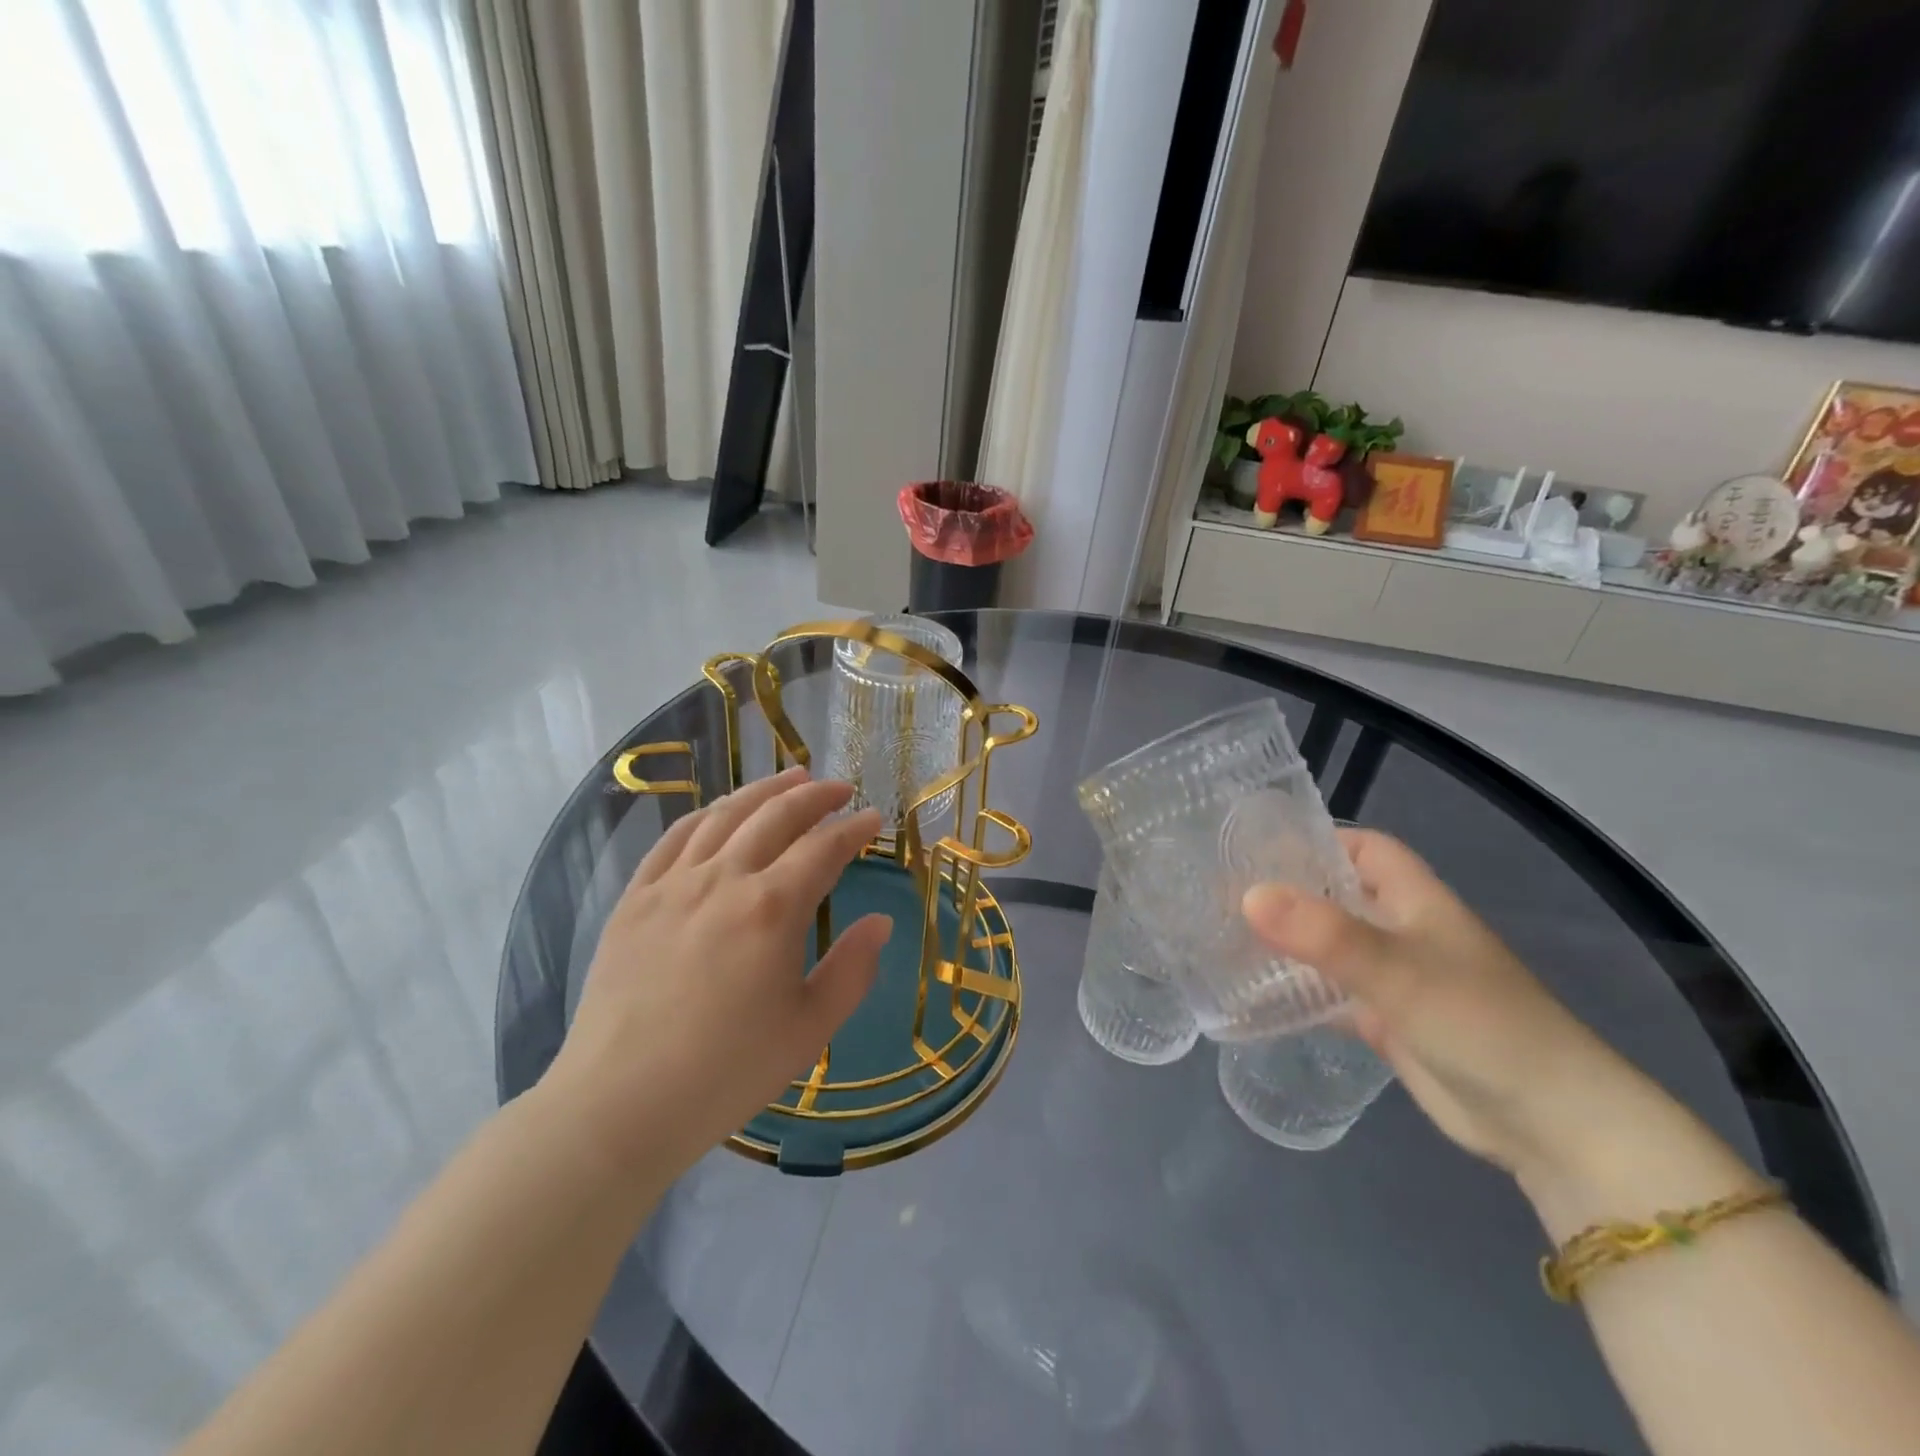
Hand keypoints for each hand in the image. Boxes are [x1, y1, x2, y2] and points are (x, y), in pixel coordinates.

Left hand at [541, 768, 888, 1183]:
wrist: (620, 1104)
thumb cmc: (727, 1072)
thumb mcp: (810, 1029)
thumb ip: (852, 968)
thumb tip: (881, 921)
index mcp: (772, 908)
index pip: (824, 848)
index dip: (854, 829)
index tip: (874, 818)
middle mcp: (724, 879)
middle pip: (776, 816)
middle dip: (814, 795)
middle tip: (839, 788)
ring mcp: (673, 883)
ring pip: (725, 814)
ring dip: (763, 791)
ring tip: (789, 778)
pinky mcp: (635, 898)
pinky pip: (674, 837)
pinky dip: (706, 813)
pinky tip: (720, 811)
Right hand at [1242, 828, 1638, 1181]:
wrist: (1549, 1125)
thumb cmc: (1480, 1024)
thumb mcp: (1397, 970)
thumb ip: (1324, 933)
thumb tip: (1246, 895)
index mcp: (1415, 900)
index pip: (1364, 848)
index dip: (1318, 838)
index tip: (1259, 844)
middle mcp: (1402, 931)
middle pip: (1339, 895)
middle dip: (1288, 890)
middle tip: (1222, 889)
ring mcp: (1394, 979)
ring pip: (1329, 946)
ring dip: (1287, 942)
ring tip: (1223, 935)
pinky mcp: (1387, 1023)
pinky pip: (1330, 996)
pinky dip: (1296, 992)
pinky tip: (1252, 994)